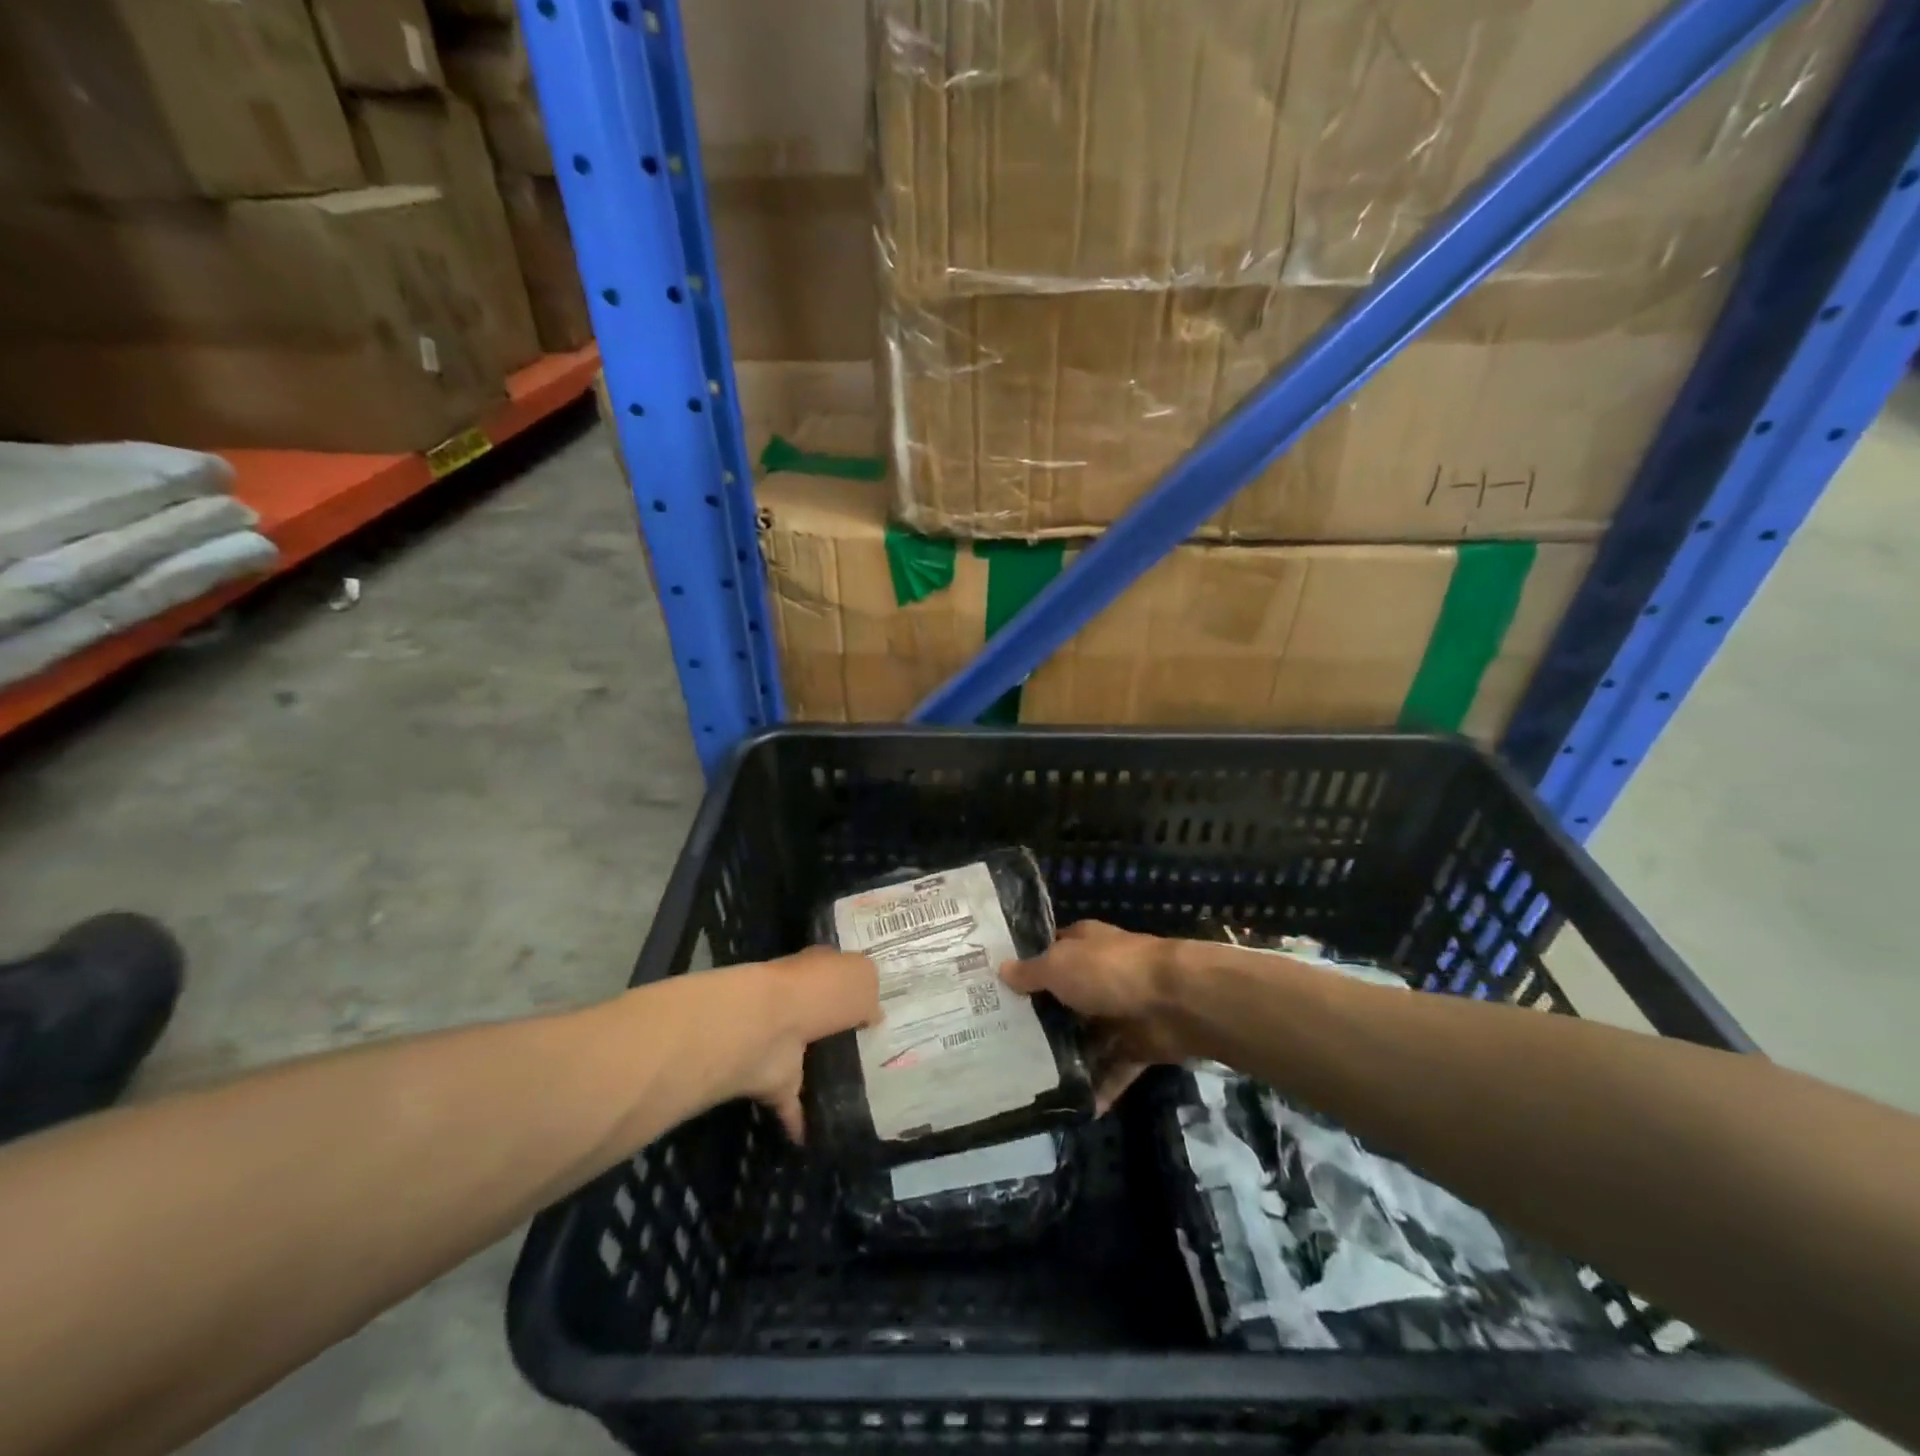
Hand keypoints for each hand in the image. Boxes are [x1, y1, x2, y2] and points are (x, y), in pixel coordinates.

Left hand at [715, 947, 879, 1141]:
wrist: (770, 1026)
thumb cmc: (822, 991)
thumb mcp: (863, 975)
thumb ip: (870, 992)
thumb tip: (871, 1013)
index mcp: (819, 970)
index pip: (838, 973)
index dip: (855, 987)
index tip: (877, 1007)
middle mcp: (799, 1001)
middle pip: (823, 1015)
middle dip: (841, 1030)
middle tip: (873, 1051)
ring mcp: (782, 1041)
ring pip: (807, 1056)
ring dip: (822, 1072)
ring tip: (856, 1092)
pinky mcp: (772, 1079)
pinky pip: (791, 1101)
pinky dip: (801, 1119)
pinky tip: (820, 1136)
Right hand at [1001, 920, 1184, 1109]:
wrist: (1175, 1001)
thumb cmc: (1109, 971)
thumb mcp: (1059, 965)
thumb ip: (1031, 972)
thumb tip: (1002, 969)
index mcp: (1082, 945)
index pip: (1048, 953)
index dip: (1024, 969)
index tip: (993, 991)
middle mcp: (1099, 975)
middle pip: (1063, 998)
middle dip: (1038, 1019)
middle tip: (999, 1044)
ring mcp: (1120, 1011)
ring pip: (1087, 1037)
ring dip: (1066, 1058)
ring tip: (1027, 1082)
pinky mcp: (1138, 1045)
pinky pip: (1113, 1069)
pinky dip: (1098, 1088)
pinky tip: (1072, 1109)